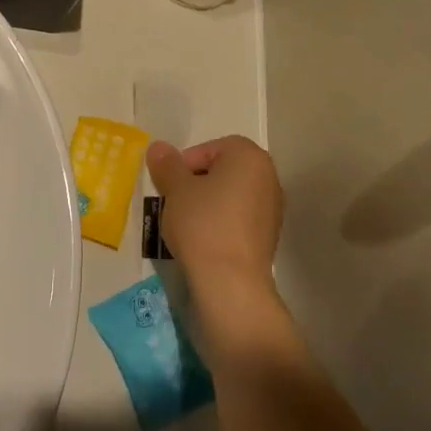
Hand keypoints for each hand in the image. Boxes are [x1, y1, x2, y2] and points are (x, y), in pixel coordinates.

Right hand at [145, 136, 283, 324]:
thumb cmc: (203, 224)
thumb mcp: (176, 189)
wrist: (231, 283)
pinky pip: (238, 219)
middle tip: (173, 202)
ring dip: (206, 204)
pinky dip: (220, 223)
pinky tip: (202, 241)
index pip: (211, 148)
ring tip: (185, 224)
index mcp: (249, 156)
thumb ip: (167, 165)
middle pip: (222, 171)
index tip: (169, 185)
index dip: (185, 164)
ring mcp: (272, 208)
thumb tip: (158, 146)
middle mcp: (268, 177)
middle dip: (195, 183)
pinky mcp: (269, 236)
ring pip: (229, 196)